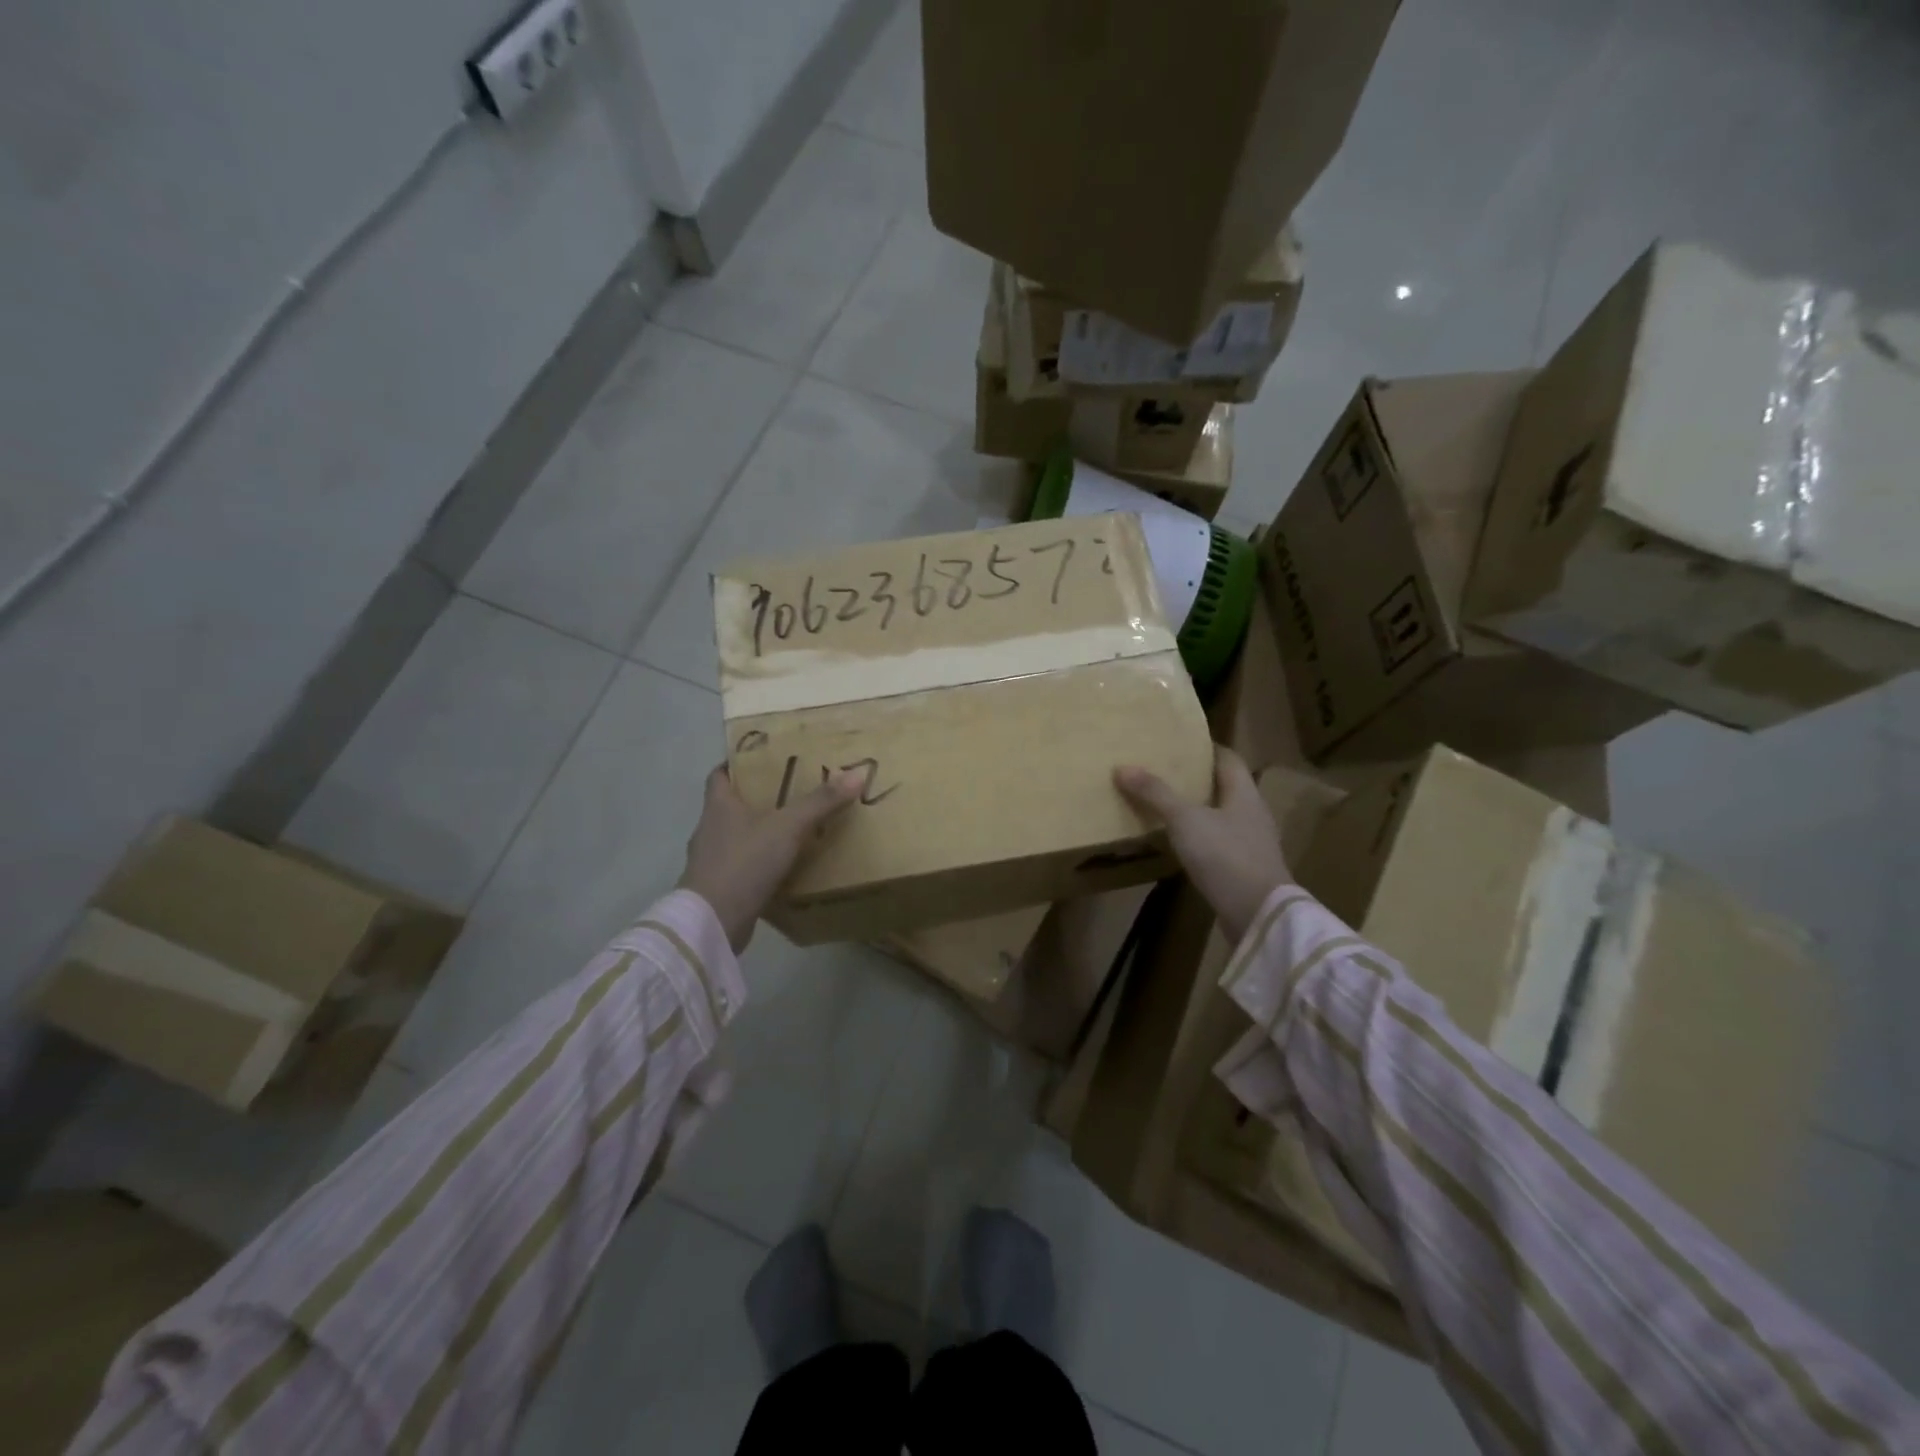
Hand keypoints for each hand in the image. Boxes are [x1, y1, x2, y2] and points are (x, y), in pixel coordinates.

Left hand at [678, 765, 861, 952]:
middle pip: (730, 806)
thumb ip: (821, 802)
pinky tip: (782, 870)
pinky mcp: (718, 889)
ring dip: (759, 835)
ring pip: (737, 839)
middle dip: (757, 800)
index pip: (720, 775)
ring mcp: (710, 862)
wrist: (713, 921)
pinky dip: (759, 866)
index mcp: (718, 806)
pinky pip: (742, 869)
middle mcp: (709, 830)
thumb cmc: (745, 861)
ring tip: (792, 832)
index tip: (761, 761)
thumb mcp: (789, 827)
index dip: (737, 764)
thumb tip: (857, 773)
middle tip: (791, 793)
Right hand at [1115, 746, 1292, 944]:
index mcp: (1244, 793)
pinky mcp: (1244, 869)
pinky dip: (1198, 837)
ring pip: (1220, 815)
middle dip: (1196, 778)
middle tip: (1162, 771)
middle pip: (1224, 786)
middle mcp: (1252, 813)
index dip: (1205, 748)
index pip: (1227, 758)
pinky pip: (1218, 842)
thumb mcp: (1185, 820)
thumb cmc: (1226, 856)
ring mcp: (1251, 843)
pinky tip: (1178, 843)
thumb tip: (1122, 767)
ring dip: (1196, 809)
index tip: (1178, 743)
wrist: (1259, 915)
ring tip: (1163, 805)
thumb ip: (1156, 794)